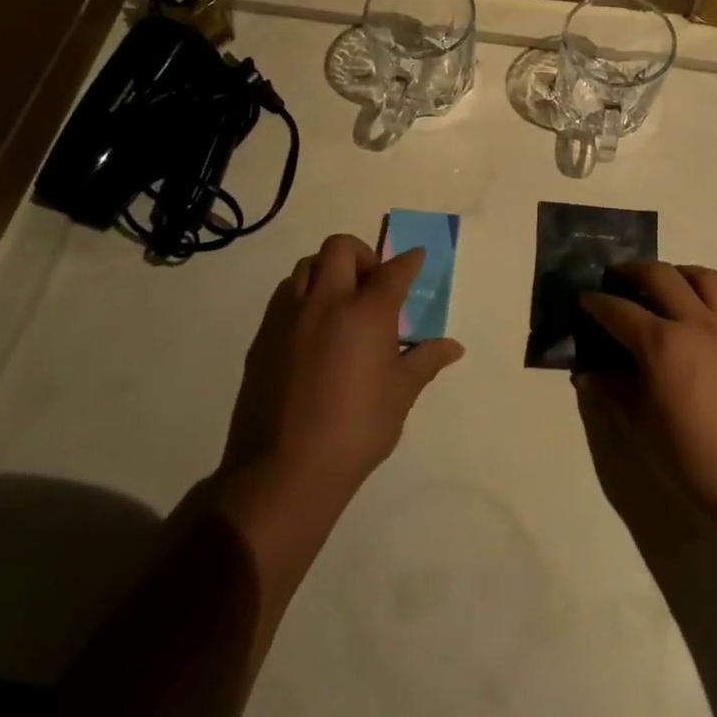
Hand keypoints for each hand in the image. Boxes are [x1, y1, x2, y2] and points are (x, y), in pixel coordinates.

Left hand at [221, 233, 464, 515]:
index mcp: (366, 313)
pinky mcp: (263, 336)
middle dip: (361, 254)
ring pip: (306, 266)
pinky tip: (312, 330)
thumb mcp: (400, 395)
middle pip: (340, 248)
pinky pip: (284, 297)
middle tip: (371, 283)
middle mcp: (326, 302)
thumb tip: (453, 347)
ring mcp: (289, 316)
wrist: (286, 469)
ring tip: (339, 303)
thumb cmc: (356, 429)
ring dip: (327, 271)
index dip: (408, 261)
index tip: (416, 258)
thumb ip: (425, 361)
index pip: (393, 271)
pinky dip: (303, 297)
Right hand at [580, 263, 716, 535]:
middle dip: (631, 271)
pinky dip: (707, 299)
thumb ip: (614, 389)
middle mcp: (696, 323)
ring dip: (676, 274)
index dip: (597, 303)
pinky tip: (699, 320)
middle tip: (617, 278)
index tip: (585, 300)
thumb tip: (586, 373)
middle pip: (659, 275)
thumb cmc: (693, 457)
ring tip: (665, 286)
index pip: (619, 310)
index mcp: (662, 344)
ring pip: (702, 277)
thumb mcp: (642, 424)